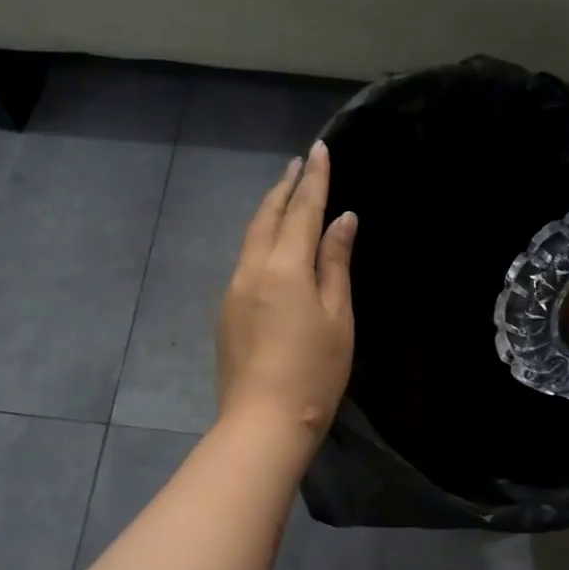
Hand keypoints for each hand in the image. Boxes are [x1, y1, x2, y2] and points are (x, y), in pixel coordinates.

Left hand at [216, 140, 357, 440]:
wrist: (263, 421)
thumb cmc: (314, 372)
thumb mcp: (336, 316)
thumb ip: (335, 264)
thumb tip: (342, 220)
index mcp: (284, 267)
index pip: (301, 210)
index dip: (313, 179)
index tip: (319, 149)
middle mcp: (252, 269)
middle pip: (268, 216)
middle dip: (284, 187)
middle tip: (298, 163)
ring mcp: (233, 290)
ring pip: (251, 237)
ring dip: (269, 210)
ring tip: (284, 194)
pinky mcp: (226, 311)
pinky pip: (245, 259)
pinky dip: (261, 238)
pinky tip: (270, 243)